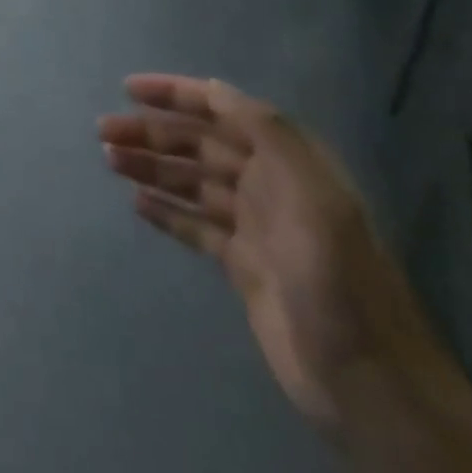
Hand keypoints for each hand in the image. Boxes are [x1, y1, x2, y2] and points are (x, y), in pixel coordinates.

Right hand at [100, 75, 444, 432]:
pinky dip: (165, 210)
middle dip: (152, 132)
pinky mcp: (243, 265)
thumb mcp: (312, 196)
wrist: (368, 382)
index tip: (129, 90)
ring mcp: (255, 227)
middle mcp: (269, 185)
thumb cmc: (336, 278)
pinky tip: (135, 202)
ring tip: (110, 161)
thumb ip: (268, 134)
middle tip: (103, 131)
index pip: (224, 110)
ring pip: (191, 182)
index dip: (177, 94)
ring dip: (151, 166)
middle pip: (199, 145)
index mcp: (286, 162)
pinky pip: (194, 225)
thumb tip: (215, 90)